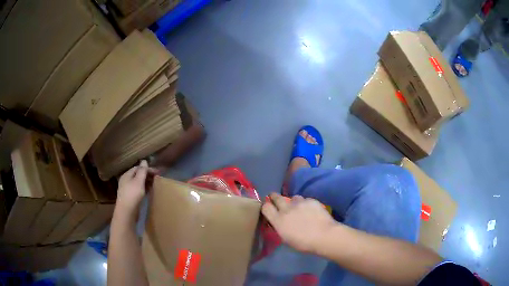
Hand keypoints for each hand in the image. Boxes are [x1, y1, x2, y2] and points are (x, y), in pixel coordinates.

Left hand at [116, 160, 156, 214]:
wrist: (126, 212)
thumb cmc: (132, 195)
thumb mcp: (139, 181)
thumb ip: (142, 171)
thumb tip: (144, 161)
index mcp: (127, 175)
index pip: (138, 168)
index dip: (148, 169)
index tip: (158, 172)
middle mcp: (126, 181)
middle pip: (138, 175)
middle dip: (147, 175)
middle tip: (157, 178)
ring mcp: (128, 189)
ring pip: (138, 183)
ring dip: (146, 182)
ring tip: (155, 184)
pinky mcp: (130, 197)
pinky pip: (138, 190)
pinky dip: (144, 188)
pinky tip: (149, 191)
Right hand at [262, 193, 337, 253]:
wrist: (324, 235)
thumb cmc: (304, 243)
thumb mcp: (287, 239)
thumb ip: (281, 227)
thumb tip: (280, 222)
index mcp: (278, 220)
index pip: (265, 207)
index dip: (266, 206)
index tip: (268, 208)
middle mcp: (286, 209)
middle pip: (276, 197)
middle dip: (275, 197)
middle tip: (276, 200)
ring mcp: (299, 203)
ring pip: (293, 198)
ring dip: (294, 202)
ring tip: (299, 208)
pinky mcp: (311, 200)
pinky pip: (306, 200)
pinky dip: (307, 204)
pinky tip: (312, 211)